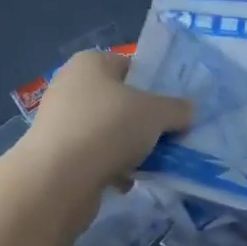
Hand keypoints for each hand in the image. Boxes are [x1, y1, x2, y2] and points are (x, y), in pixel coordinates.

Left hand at [19, 49, 192, 192]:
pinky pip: (95, 156)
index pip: (131, 66)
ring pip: (109, 131)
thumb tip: (188, 110)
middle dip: (145, 121)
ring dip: (131, 148)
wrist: (58, 179)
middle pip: (121, 101)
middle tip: (170, 136)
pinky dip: (113, 168)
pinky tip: (129, 182)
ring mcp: (61, 121)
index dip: (155, 85)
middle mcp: (71, 86)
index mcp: (91, 63)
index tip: (175, 107)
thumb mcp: (156, 114)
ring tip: (154, 163)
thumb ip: (177, 109)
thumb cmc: (108, 128)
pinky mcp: (58, 154)